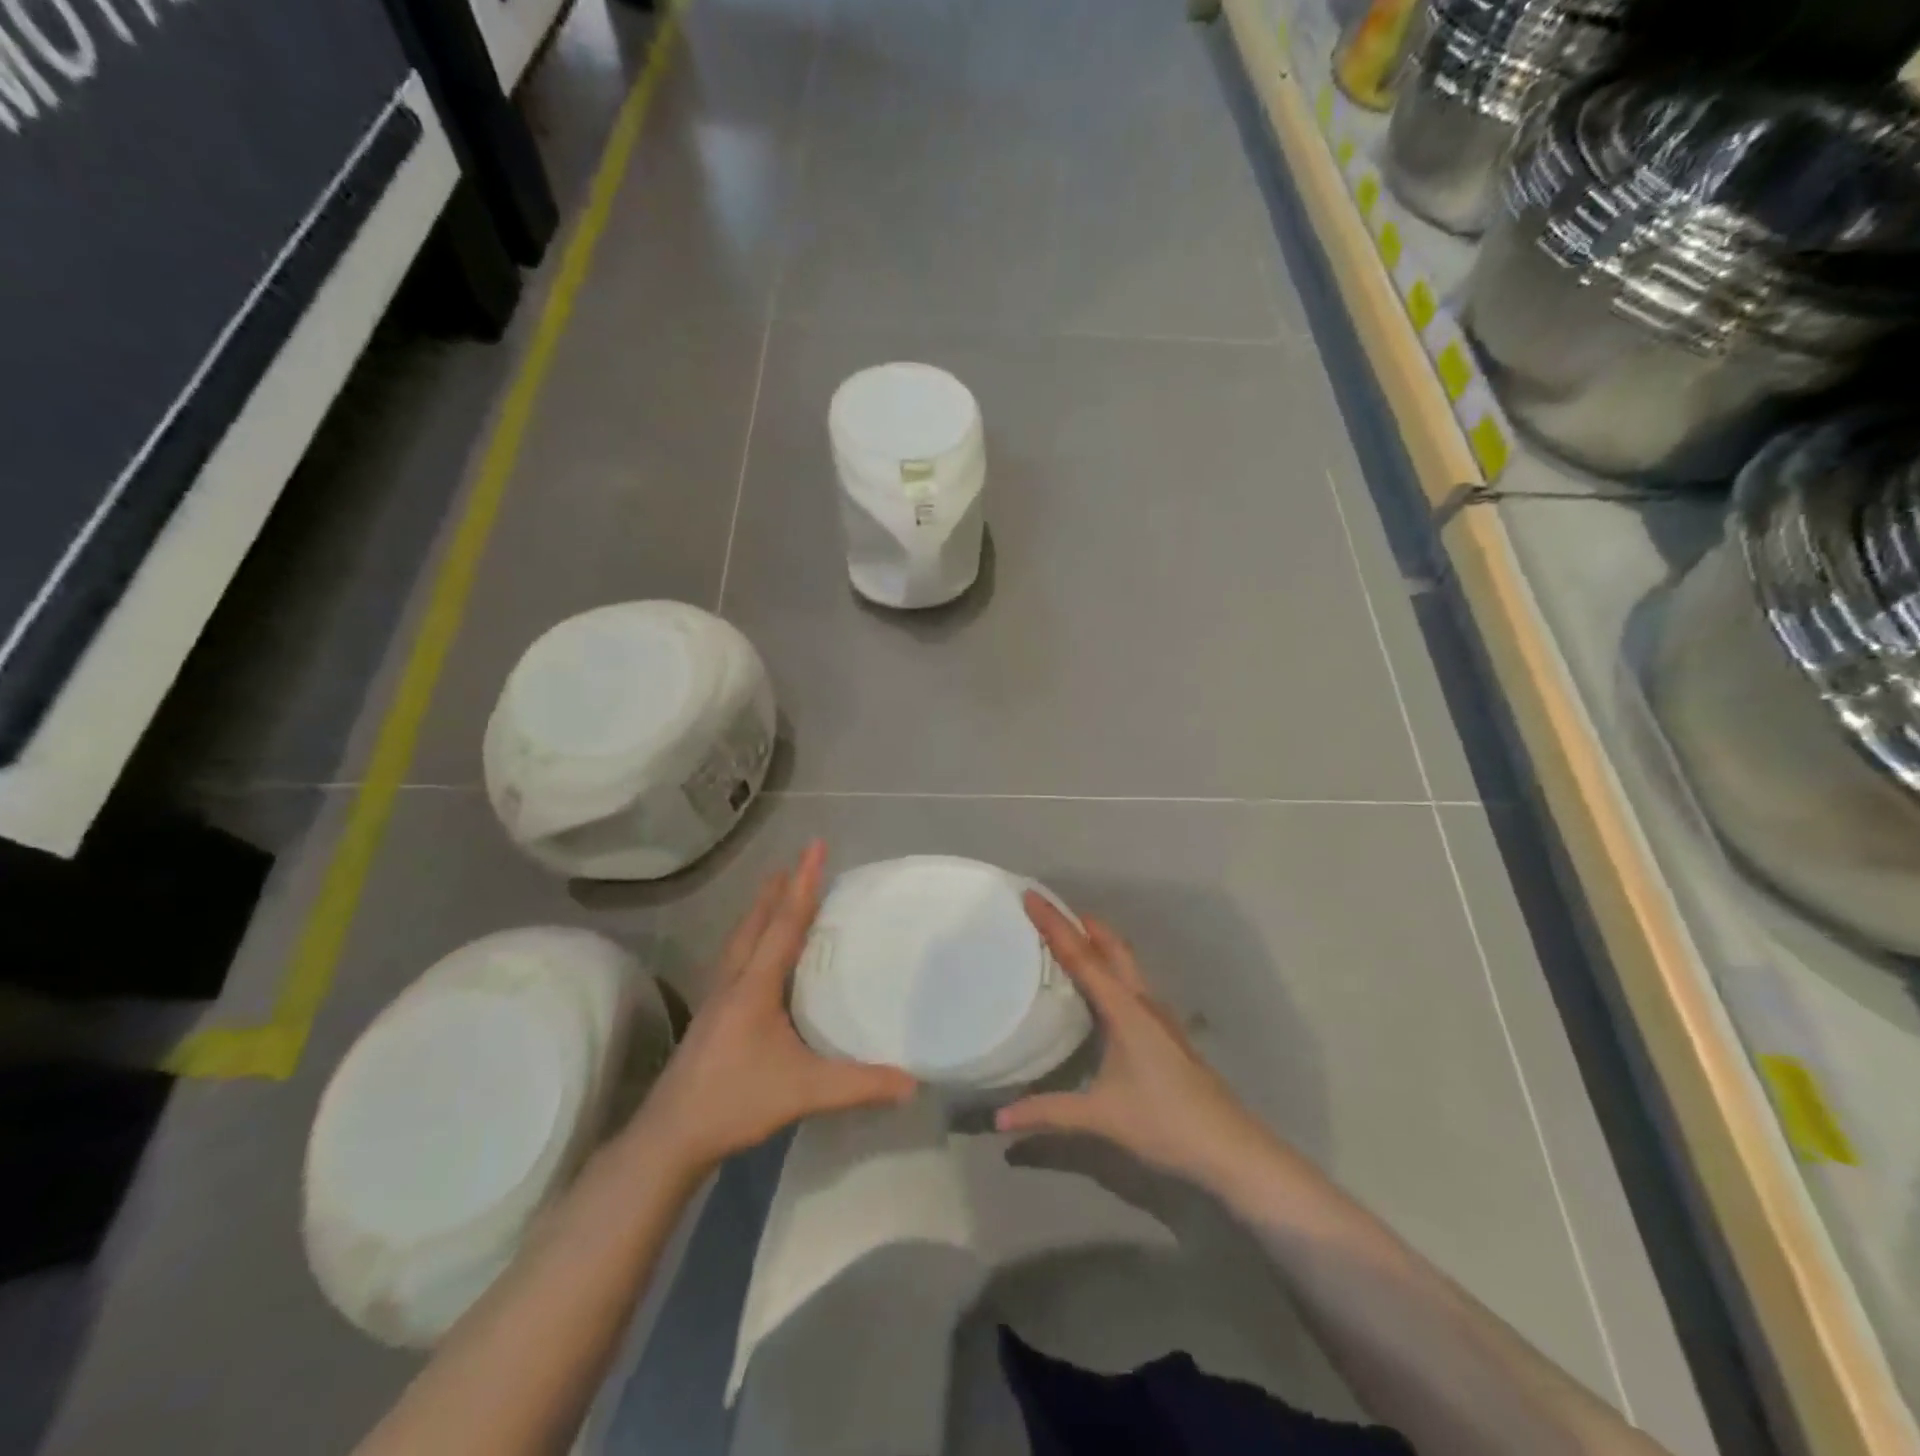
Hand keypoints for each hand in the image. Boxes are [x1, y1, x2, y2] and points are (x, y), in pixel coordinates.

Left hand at [626, 841, 917, 1176]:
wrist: (669, 1136)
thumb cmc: (735, 1102)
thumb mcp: (804, 1091)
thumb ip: (859, 1085)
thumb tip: (913, 1082)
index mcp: (755, 985)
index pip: (785, 923)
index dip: (804, 883)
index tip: (815, 845)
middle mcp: (734, 981)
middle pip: (757, 922)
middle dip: (778, 890)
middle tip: (796, 863)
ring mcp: (717, 998)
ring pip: (741, 940)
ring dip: (761, 912)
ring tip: (776, 893)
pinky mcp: (711, 1016)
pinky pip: (736, 959)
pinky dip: (752, 938)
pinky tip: (757, 955)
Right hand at [996, 895, 1274, 1193]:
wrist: (1229, 1146)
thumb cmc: (1165, 1122)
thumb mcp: (1101, 1117)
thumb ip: (1048, 1113)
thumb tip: (1000, 1118)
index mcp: (1124, 1009)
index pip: (1082, 957)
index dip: (1054, 925)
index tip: (1031, 896)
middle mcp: (1142, 1002)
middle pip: (1111, 947)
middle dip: (1081, 923)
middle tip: (1049, 909)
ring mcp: (1158, 1015)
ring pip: (1125, 963)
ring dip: (1098, 944)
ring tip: (1069, 939)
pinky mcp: (1165, 1031)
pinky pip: (1131, 983)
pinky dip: (1110, 969)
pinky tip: (1098, 990)